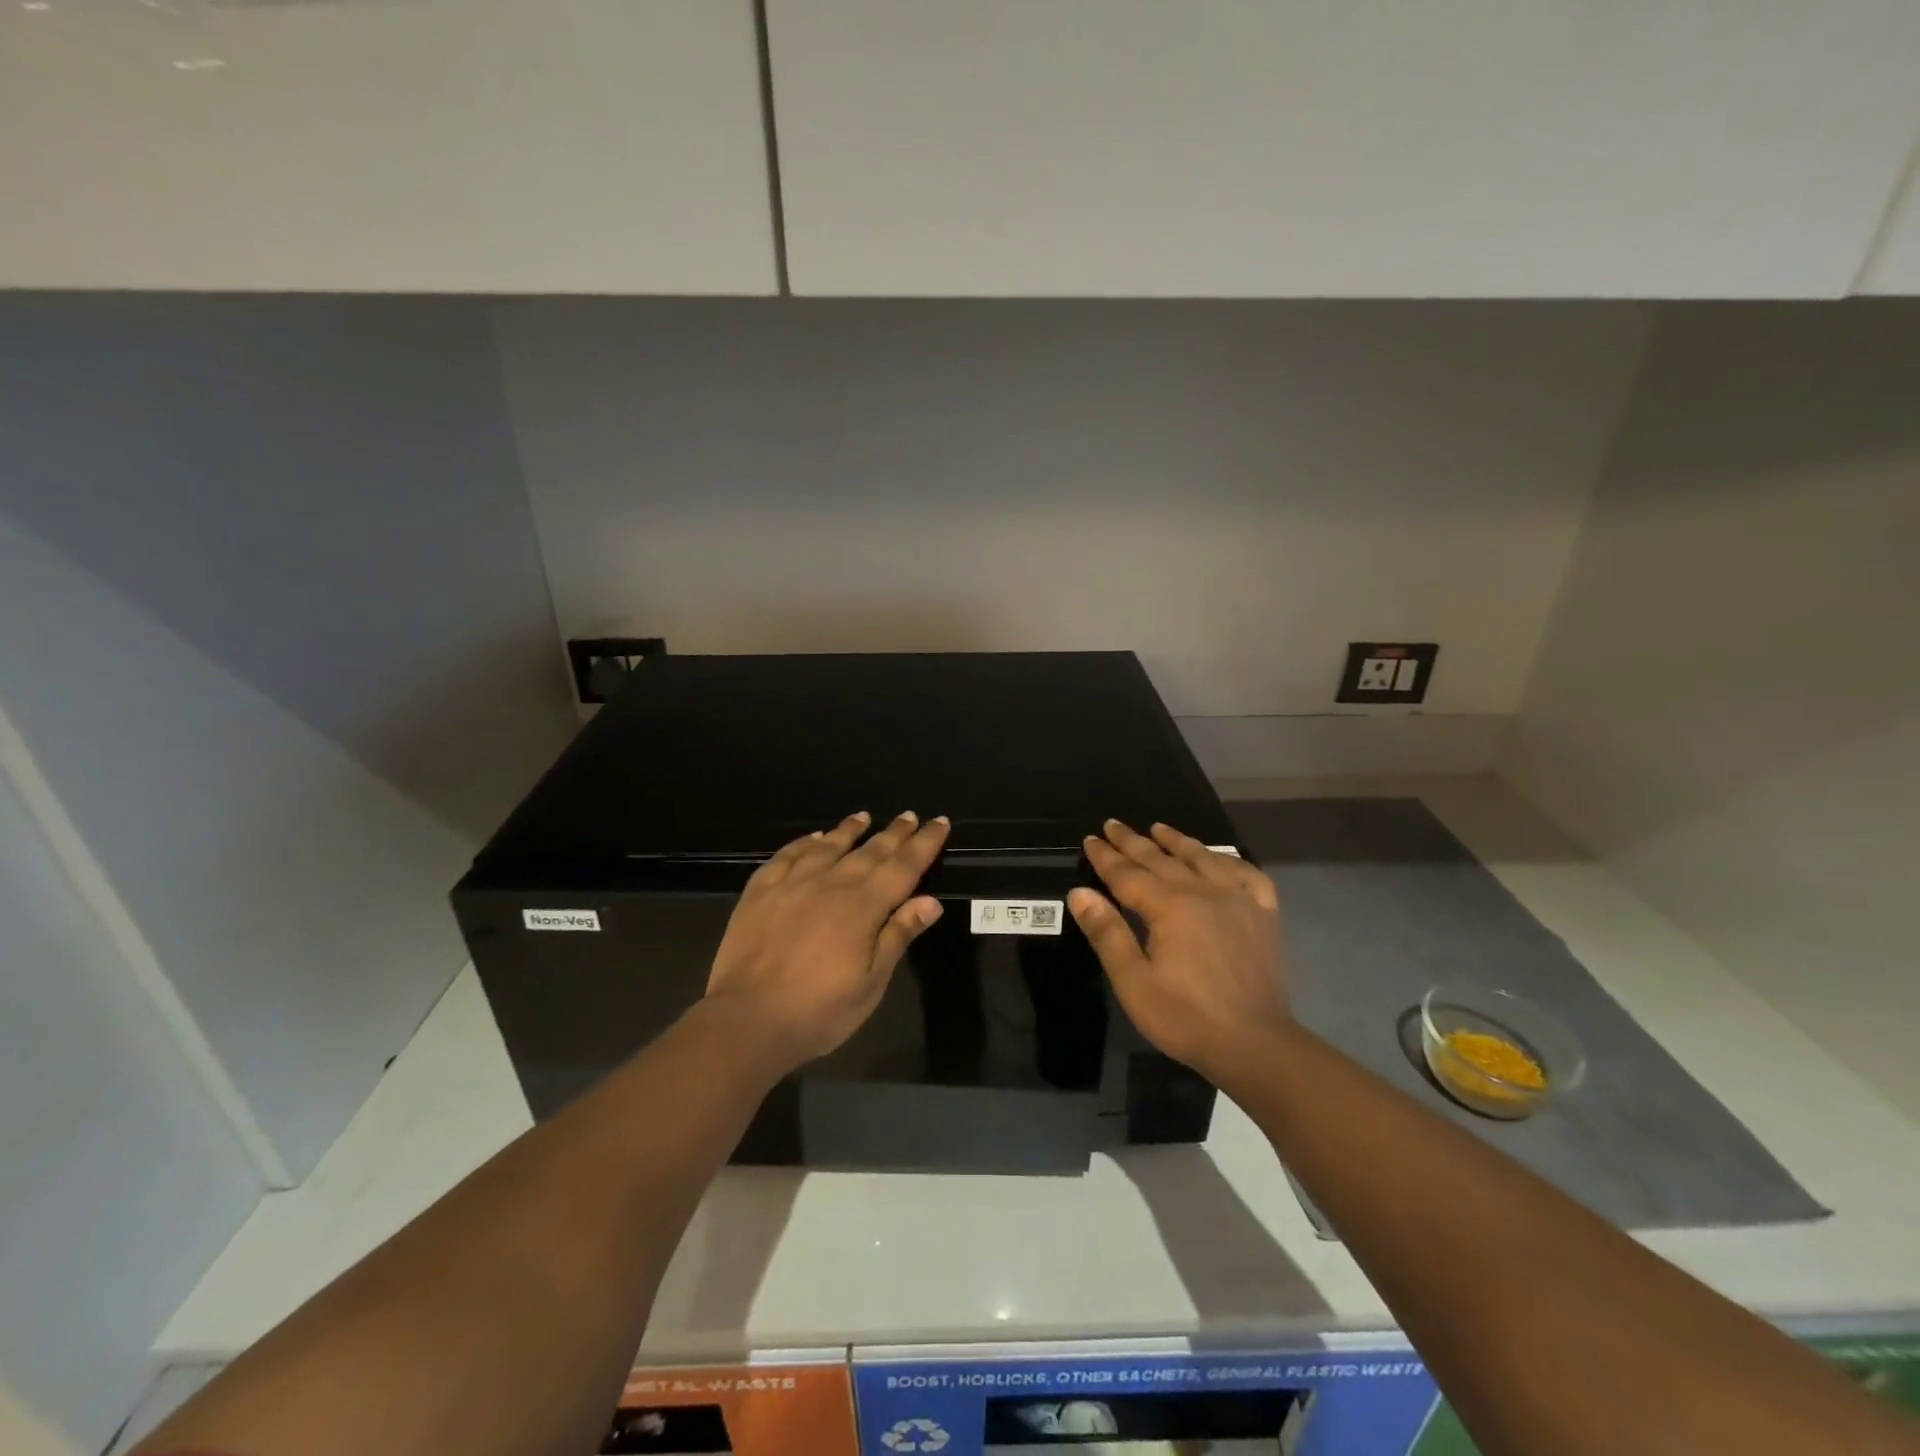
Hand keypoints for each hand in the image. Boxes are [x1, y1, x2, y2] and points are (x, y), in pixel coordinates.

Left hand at [705, 810, 949, 1067]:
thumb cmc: (819, 1011)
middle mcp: (832, 884)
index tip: (940, 822)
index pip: (903, 867)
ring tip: (863, 816)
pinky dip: (804, 843)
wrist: (747, 1020)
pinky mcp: (761, 891)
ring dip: (848, 830)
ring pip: (828, 847)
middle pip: (870, 851)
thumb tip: (931, 900)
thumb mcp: (871, 983)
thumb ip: (898, 935)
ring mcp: (793, 884)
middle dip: (894, 833)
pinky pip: (786, 856)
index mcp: (864, 907)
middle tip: (909, 816)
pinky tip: (813, 838)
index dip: (924, 844)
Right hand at [1068, 819, 1292, 1081]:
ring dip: (1178, 841)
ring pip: (1204, 859)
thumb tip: (1080, 893)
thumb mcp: (1134, 983)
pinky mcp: (1264, 916)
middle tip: (1113, 825)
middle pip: (1162, 860)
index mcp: (1171, 907)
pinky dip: (1232, 861)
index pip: (1129, 874)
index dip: (1106, 857)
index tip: (1090, 839)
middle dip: (1133, 842)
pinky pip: (1249, 875)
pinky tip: (1222, 859)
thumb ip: (1107, 934)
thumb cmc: (1186, 1018)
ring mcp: (1240, 901)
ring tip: (1159, 828)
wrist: (1256, 1046)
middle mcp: (1204, 893)